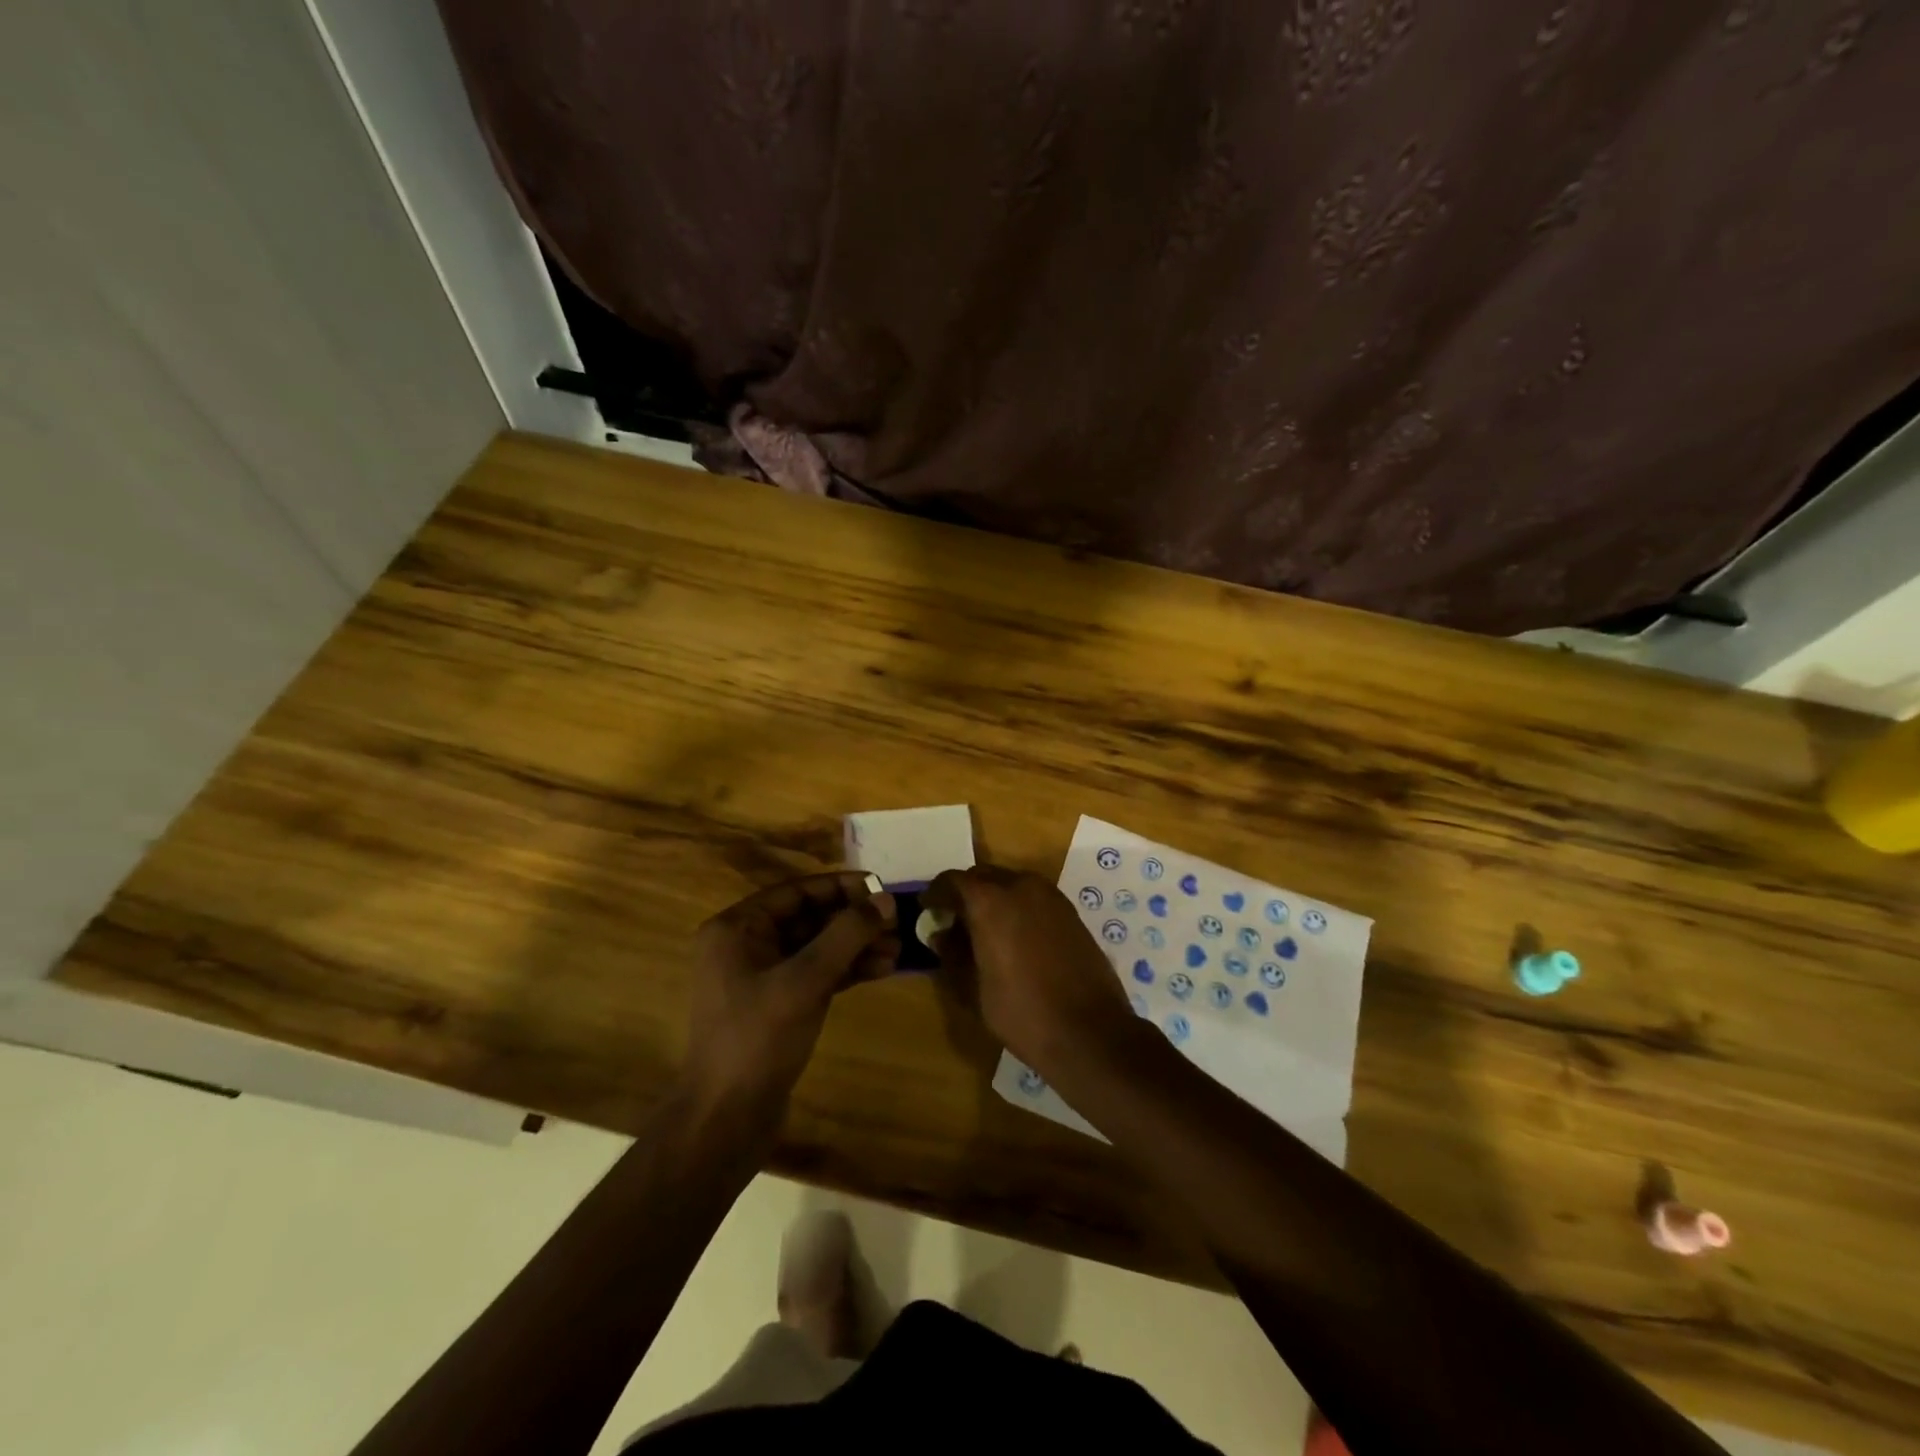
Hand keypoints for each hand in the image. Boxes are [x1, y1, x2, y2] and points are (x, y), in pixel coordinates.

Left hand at [685, 873, 896, 1117]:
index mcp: (737, 928)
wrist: (726, 1120)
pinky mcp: (779, 1005)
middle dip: (854, 920)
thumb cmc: (758, 1038)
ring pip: (818, 947)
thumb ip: (846, 935)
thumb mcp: (804, 980)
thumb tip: (885, 899)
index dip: (842, 887)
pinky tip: (882, 969)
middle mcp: (746, 945)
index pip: (797, 891)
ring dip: (857, 946)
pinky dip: (848, 969)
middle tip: (898, 922)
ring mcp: (763, 977)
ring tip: (898, 949)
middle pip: (810, 918)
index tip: (883, 888)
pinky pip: (817, 974)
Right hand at [924, 866, 1136, 1074]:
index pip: (953, 881)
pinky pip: (1034, 897)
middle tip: (953, 920)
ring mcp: (1051, 896)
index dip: (936, 893)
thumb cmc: (1023, 1013)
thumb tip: (941, 934)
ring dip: (993, 897)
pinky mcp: (1070, 911)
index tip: (926, 909)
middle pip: (983, 876)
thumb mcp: (974, 988)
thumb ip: (953, 954)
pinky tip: (1014, 936)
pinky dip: (1017, 906)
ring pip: (1011, 883)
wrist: (1090, 1031)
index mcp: (991, 901)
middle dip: (965, 893)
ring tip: (983, 928)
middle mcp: (1021, 887)